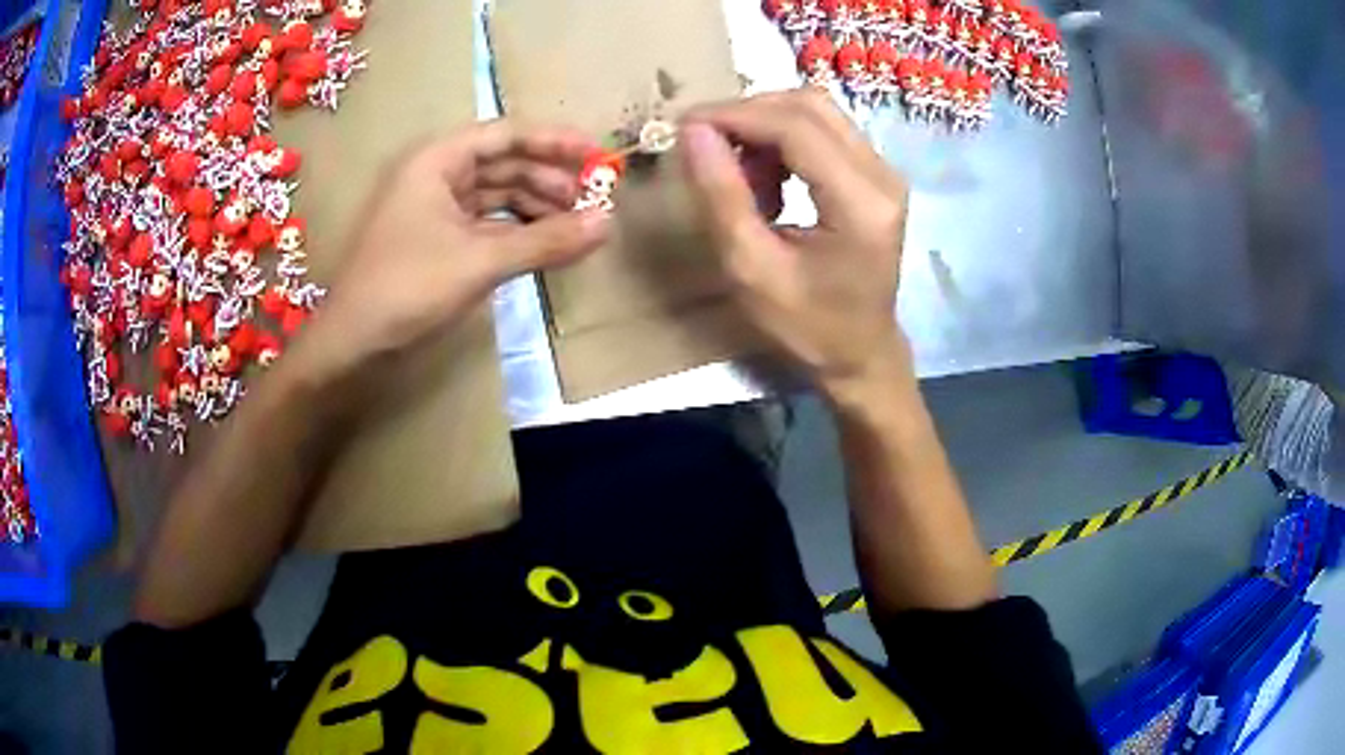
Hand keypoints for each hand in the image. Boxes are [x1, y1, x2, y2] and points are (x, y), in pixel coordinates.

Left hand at [297, 120, 609, 380]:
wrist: (352, 343)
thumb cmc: (406, 287)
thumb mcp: (480, 261)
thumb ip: (545, 240)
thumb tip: (607, 223)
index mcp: (437, 160)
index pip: (506, 135)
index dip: (554, 142)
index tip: (598, 155)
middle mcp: (436, 174)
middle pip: (504, 163)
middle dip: (549, 179)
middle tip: (593, 201)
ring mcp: (434, 208)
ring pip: (497, 194)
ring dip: (536, 207)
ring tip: (576, 227)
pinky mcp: (437, 239)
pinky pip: (486, 222)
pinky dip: (516, 231)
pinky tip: (545, 243)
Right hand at [680, 90, 911, 402]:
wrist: (862, 353)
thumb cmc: (809, 326)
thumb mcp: (752, 270)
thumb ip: (722, 196)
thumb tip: (693, 132)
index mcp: (860, 203)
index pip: (795, 126)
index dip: (734, 115)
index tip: (684, 126)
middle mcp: (882, 175)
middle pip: (808, 105)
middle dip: (748, 114)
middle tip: (705, 145)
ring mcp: (884, 171)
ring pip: (816, 111)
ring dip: (765, 127)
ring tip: (738, 173)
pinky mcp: (876, 174)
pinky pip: (824, 130)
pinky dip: (783, 140)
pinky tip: (766, 179)